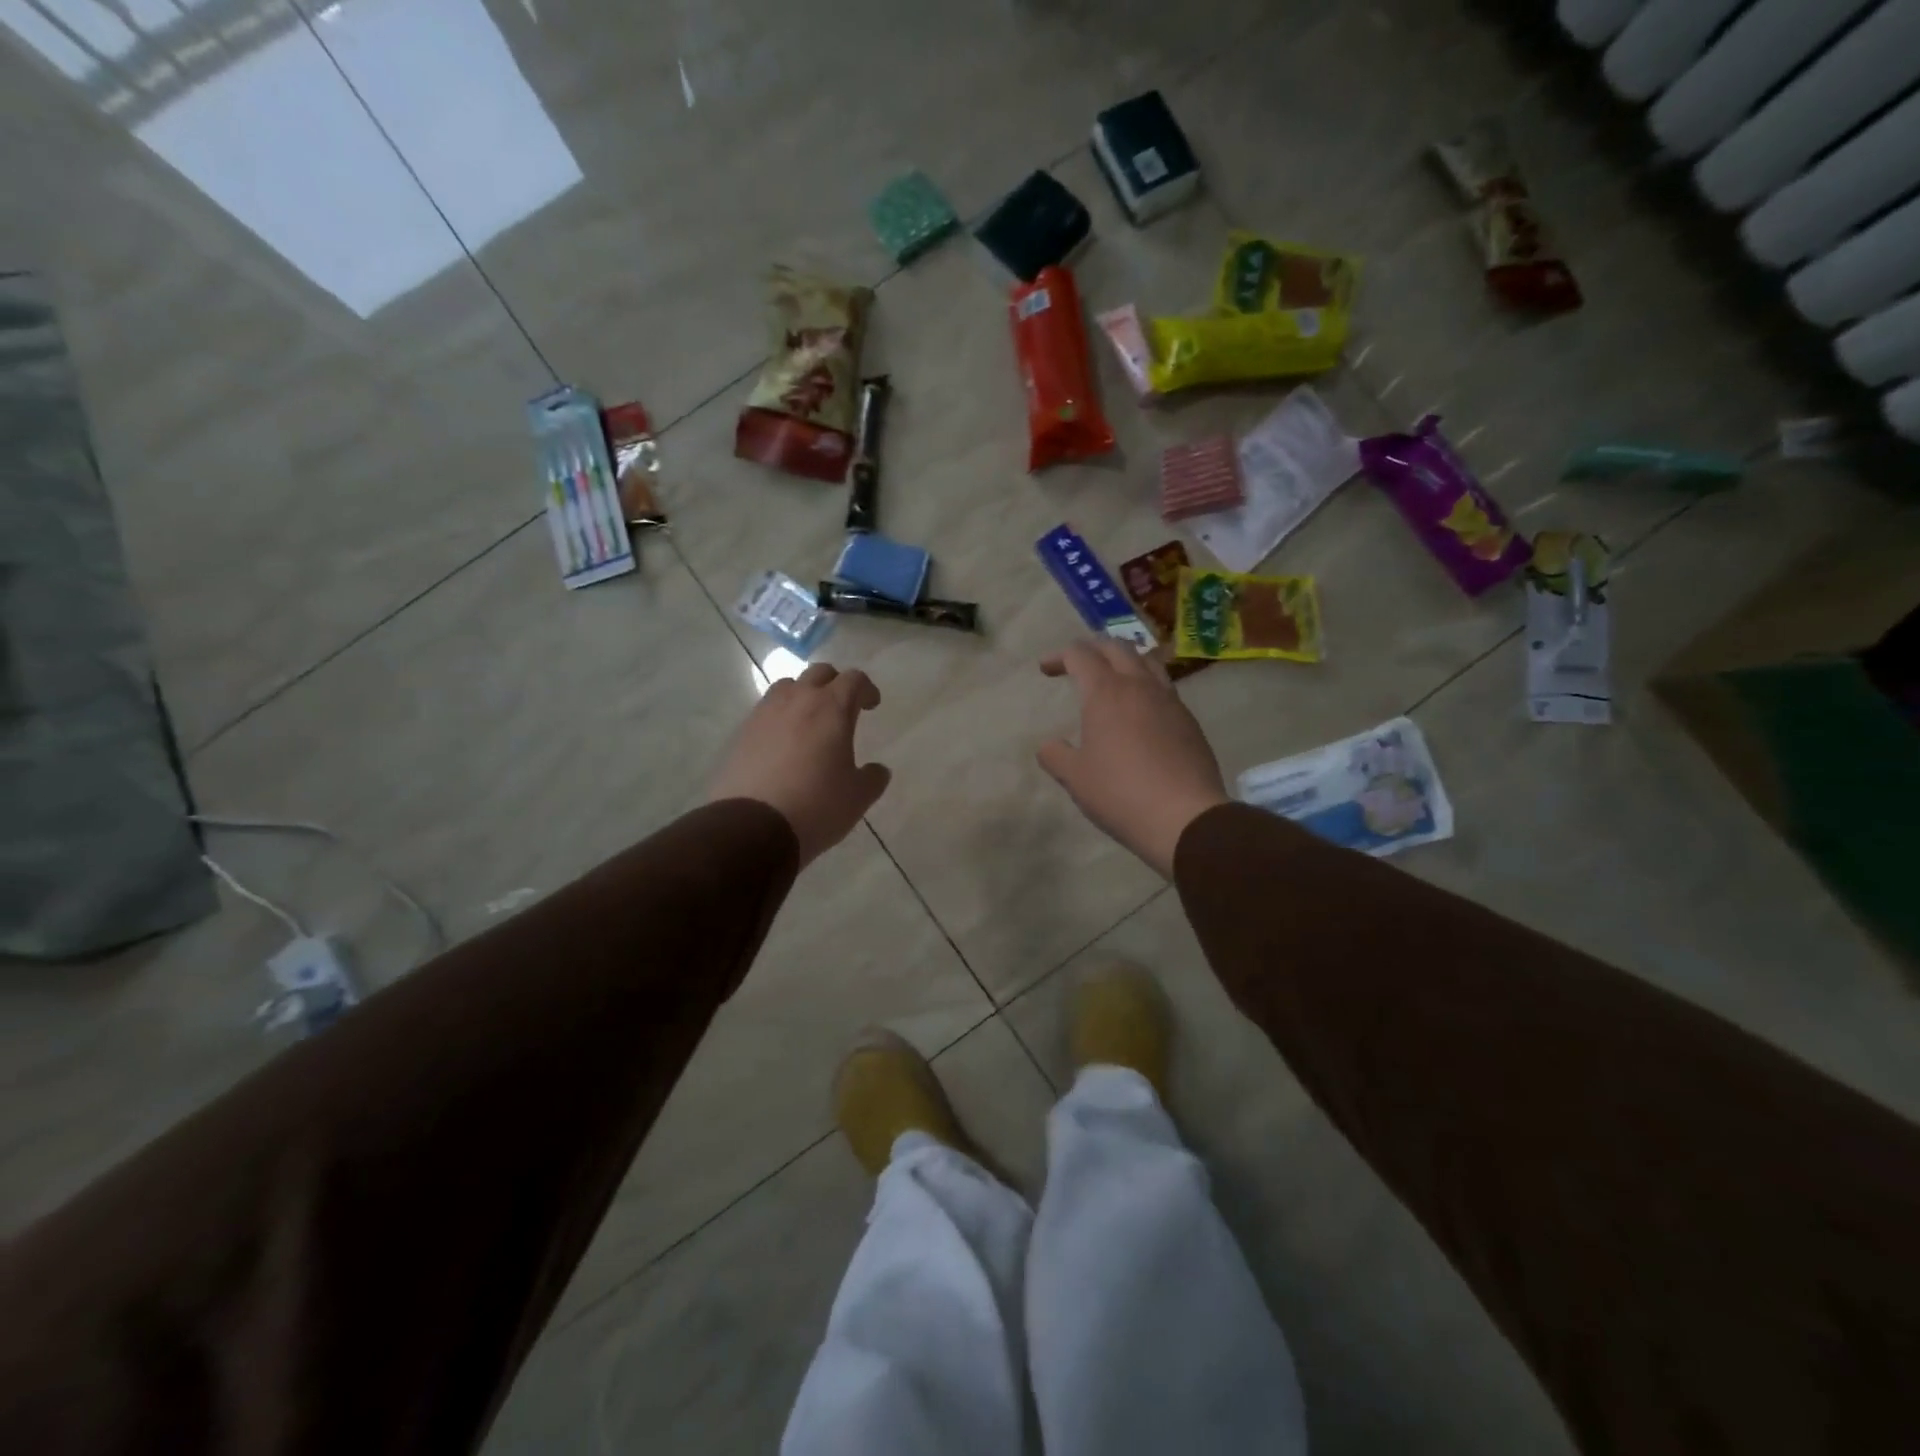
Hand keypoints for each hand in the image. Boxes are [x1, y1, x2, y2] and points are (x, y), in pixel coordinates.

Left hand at [708, 663, 891, 867]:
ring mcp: (764, 713)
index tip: (871, 705)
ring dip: (803, 695)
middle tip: (843, 706)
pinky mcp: (741, 732)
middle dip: (835, 684)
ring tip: (809, 720)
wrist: (752, 826)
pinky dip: (779, 717)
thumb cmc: (816, 806)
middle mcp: (797, 700)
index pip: (854, 679)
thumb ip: (873, 778)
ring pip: (788, 686)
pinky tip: (783, 743)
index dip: (866, 689)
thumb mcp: (858, 797)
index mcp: (832, 708)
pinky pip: (765, 711)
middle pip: (819, 673)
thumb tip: (878, 769)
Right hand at [1037, 640, 1228, 877]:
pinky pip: (1165, 688)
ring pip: (1147, 661)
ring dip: (1125, 661)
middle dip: (1093, 649)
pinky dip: (1146, 686)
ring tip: (1113, 677)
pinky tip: (1140, 711)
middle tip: (1078, 663)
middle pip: (1117, 647)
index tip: (1045, 669)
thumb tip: (1049, 746)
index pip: (1080, 655)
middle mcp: (1140, 686)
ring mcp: (1170, 701)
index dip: (1059, 656)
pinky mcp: (1189, 721)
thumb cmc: (1120, 793)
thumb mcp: (1075, 777)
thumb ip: (1056, 756)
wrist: (1185, 817)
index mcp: (1106, 693)